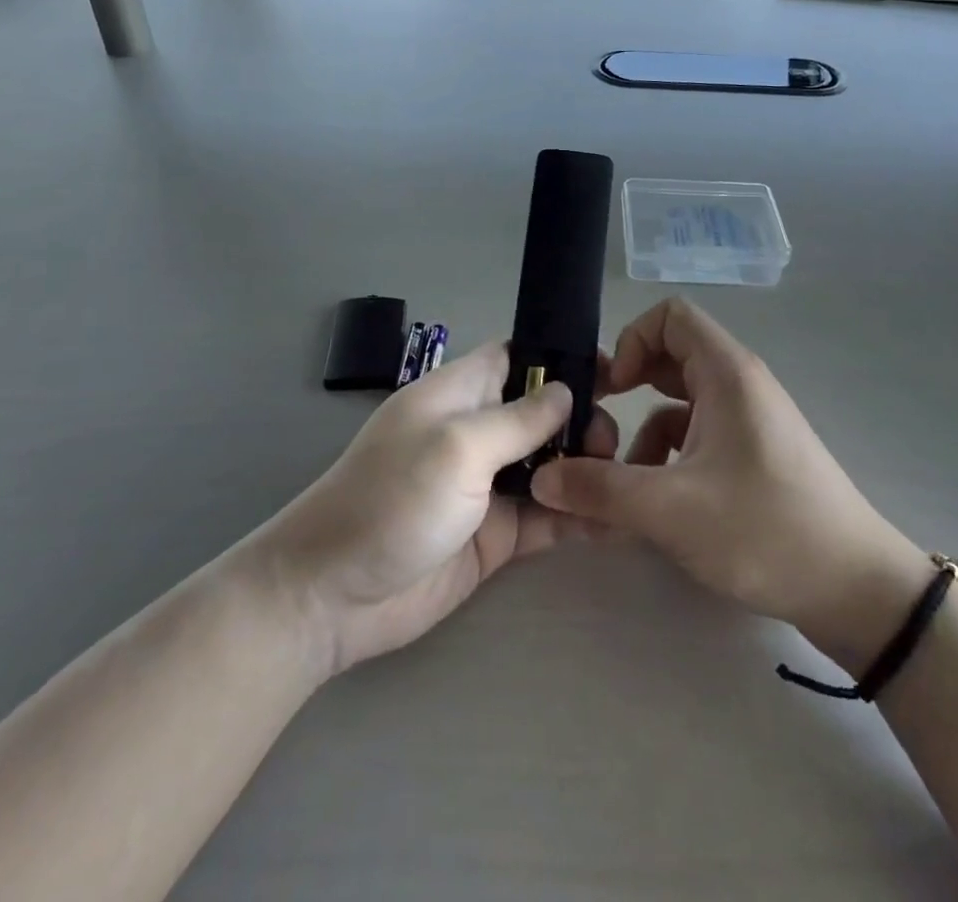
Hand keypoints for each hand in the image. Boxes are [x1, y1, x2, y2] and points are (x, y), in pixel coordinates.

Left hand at [253, 342, 615, 677]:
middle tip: (611, 445)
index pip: (516, 358)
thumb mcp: (456, 447)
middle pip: (543, 413)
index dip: (560, 359)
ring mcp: (487, 485)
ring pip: (551, 464)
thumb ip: (517, 420)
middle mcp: (477, 432)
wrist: (333, 598)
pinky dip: (578, 516)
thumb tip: (567, 391)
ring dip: (586, 468)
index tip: (611, 373)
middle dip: (582, 420)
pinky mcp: (496, 534)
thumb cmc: (391, 500)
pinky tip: (616, 522)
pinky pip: (547, 516)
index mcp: (459, 394)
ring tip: (624, 480)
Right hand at [531, 299, 927, 676]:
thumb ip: (599, 489)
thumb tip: (540, 478)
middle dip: (629, 387)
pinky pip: (698, 435)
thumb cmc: (765, 530)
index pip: (670, 316)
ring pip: (680, 402)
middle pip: (671, 357)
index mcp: (727, 374)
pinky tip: (657, 505)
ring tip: (622, 482)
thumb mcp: (670, 510)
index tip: (614, 390)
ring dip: (644, 432)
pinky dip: (669, 457)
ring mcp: (750, 420)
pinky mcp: (754, 455)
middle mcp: (739, 385)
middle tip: (598, 428)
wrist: (857, 591)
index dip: (633, 340)